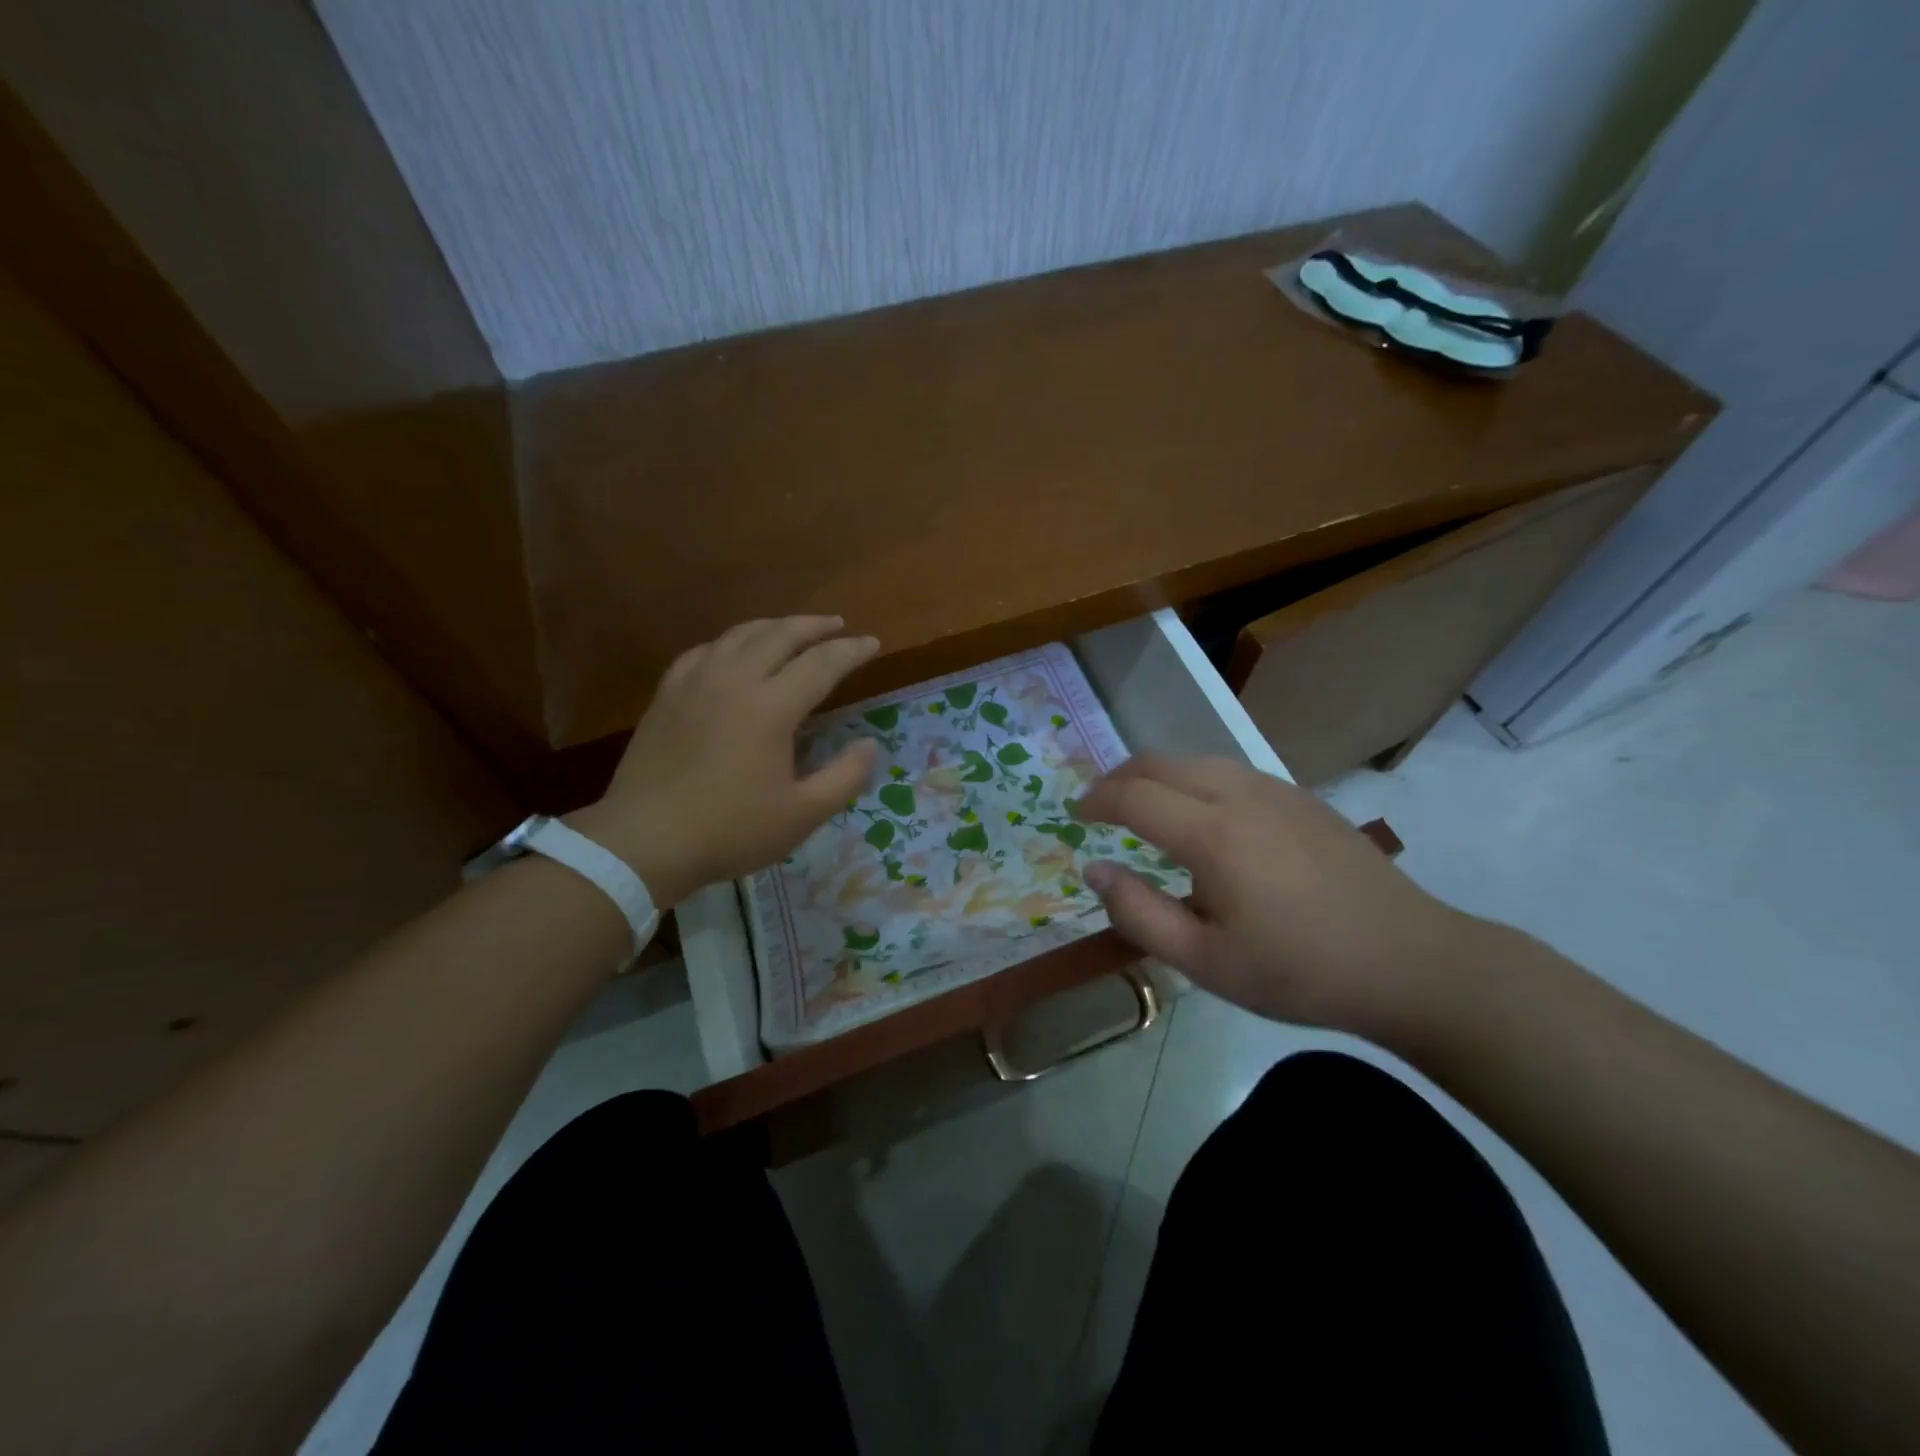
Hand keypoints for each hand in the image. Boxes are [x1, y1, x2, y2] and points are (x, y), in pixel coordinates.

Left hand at [569, 617, 880, 906]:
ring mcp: (695, 683)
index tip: (873, 643)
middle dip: (814, 626)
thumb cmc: (730, 830)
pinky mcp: (667, 695)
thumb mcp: (802, 815)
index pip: (821, 663)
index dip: (851, 651)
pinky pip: (704, 651)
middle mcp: (734, 681)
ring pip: (740, 635)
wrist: (644, 841)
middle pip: (780, 634)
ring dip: (774, 626)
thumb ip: (845, 777)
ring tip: (793, 629)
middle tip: (838, 625)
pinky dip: (730, 643)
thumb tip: (869, 745)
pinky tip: (734, 652)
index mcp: (771, 707)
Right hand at [1076, 755, 1480, 1042]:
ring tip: (1139, 804)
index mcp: (1212, 834)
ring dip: (1155, 773)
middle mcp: (1239, 794)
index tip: (1075, 816)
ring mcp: (1275, 790)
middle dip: (1118, 777)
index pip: (1133, 796)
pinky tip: (1199, 811)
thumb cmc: (1299, 971)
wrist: (1409, 961)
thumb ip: (1139, 913)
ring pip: (1196, 759)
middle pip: (1160, 763)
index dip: (1096, 801)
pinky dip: (1192, 777)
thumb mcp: (1206, 962)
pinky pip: (1229, 769)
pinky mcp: (1300, 797)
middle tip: (1097, 805)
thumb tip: (1094, 868)